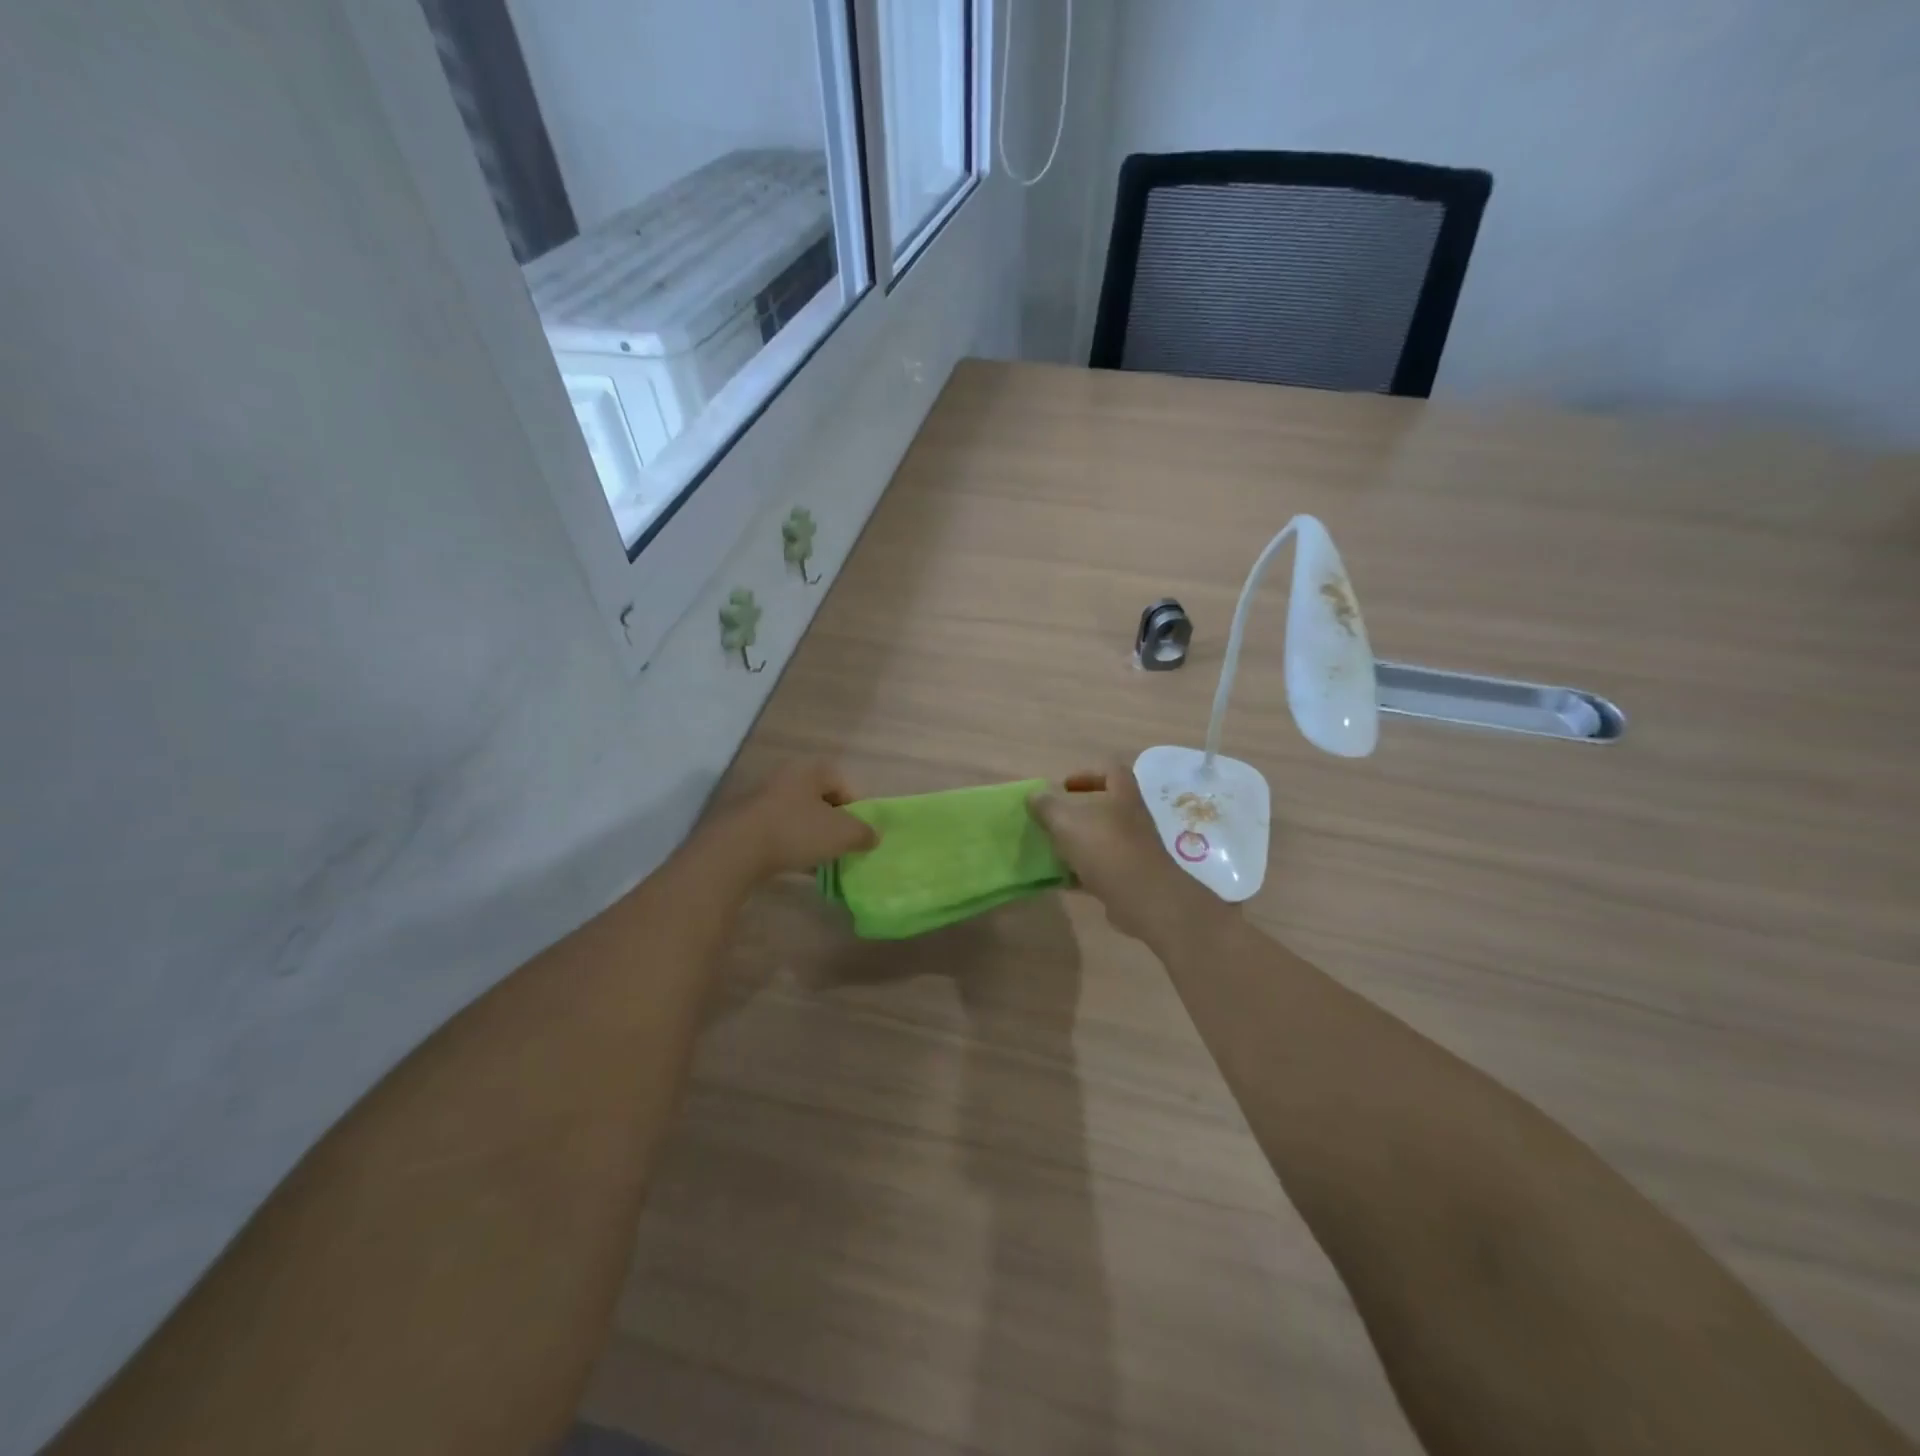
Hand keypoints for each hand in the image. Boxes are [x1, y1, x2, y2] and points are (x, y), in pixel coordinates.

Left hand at [702, 758, 877, 888]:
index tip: (858, 834)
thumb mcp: (842, 834)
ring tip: (818, 860)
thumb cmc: (796, 832)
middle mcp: (785, 776)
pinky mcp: (744, 822)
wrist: (735, 851)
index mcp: (810, 769)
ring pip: (797, 816)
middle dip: (832, 823)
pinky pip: (777, 831)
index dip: (856, 809)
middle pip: (819, 799)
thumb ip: (864, 833)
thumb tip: (873, 836)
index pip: (843, 784)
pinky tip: (794, 866)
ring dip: (810, 835)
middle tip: (840, 847)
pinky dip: (789, 845)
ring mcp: (761, 798)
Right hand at [1028, 760, 1218, 944]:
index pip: (1111, 772)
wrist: (1144, 899)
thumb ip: (1047, 806)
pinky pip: (1102, 869)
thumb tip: (1034, 794)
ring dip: (1079, 843)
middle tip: (1053, 819)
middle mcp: (1132, 819)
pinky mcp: (1130, 877)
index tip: (1064, 787)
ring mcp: (1134, 849)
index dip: (1087, 775)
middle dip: (1078, 812)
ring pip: (1102, 839)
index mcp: (1123, 796)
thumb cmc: (1106, 848)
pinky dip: (1082, 872)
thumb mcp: (1067, 822)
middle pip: (1106, 807)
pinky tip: (1062, 879)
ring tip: (1053, 848)